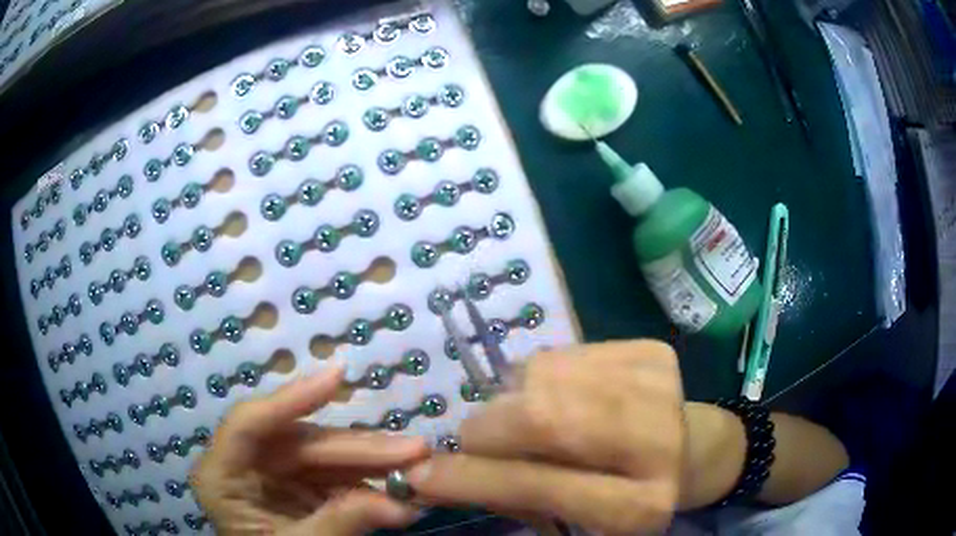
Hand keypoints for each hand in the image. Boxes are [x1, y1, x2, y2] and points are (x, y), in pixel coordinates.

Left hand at [191, 366, 428, 535]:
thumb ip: (342, 522)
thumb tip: (405, 504)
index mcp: (220, 477)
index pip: (249, 424)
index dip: (291, 398)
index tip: (338, 376)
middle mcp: (243, 465)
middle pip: (299, 443)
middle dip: (359, 448)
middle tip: (415, 448)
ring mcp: (271, 474)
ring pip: (323, 457)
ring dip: (371, 462)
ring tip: (418, 462)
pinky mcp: (296, 486)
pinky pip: (334, 476)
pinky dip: (367, 480)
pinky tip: (397, 482)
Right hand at [404, 340, 684, 534]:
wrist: (690, 449)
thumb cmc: (628, 496)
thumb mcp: (578, 518)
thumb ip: (517, 498)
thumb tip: (440, 474)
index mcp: (640, 506)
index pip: (540, 485)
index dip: (473, 478)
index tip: (421, 474)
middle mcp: (657, 441)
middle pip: (543, 417)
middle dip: (486, 430)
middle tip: (476, 442)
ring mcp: (658, 386)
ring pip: (541, 376)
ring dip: (510, 401)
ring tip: (526, 422)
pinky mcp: (651, 351)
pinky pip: (558, 354)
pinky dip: (537, 379)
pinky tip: (558, 397)